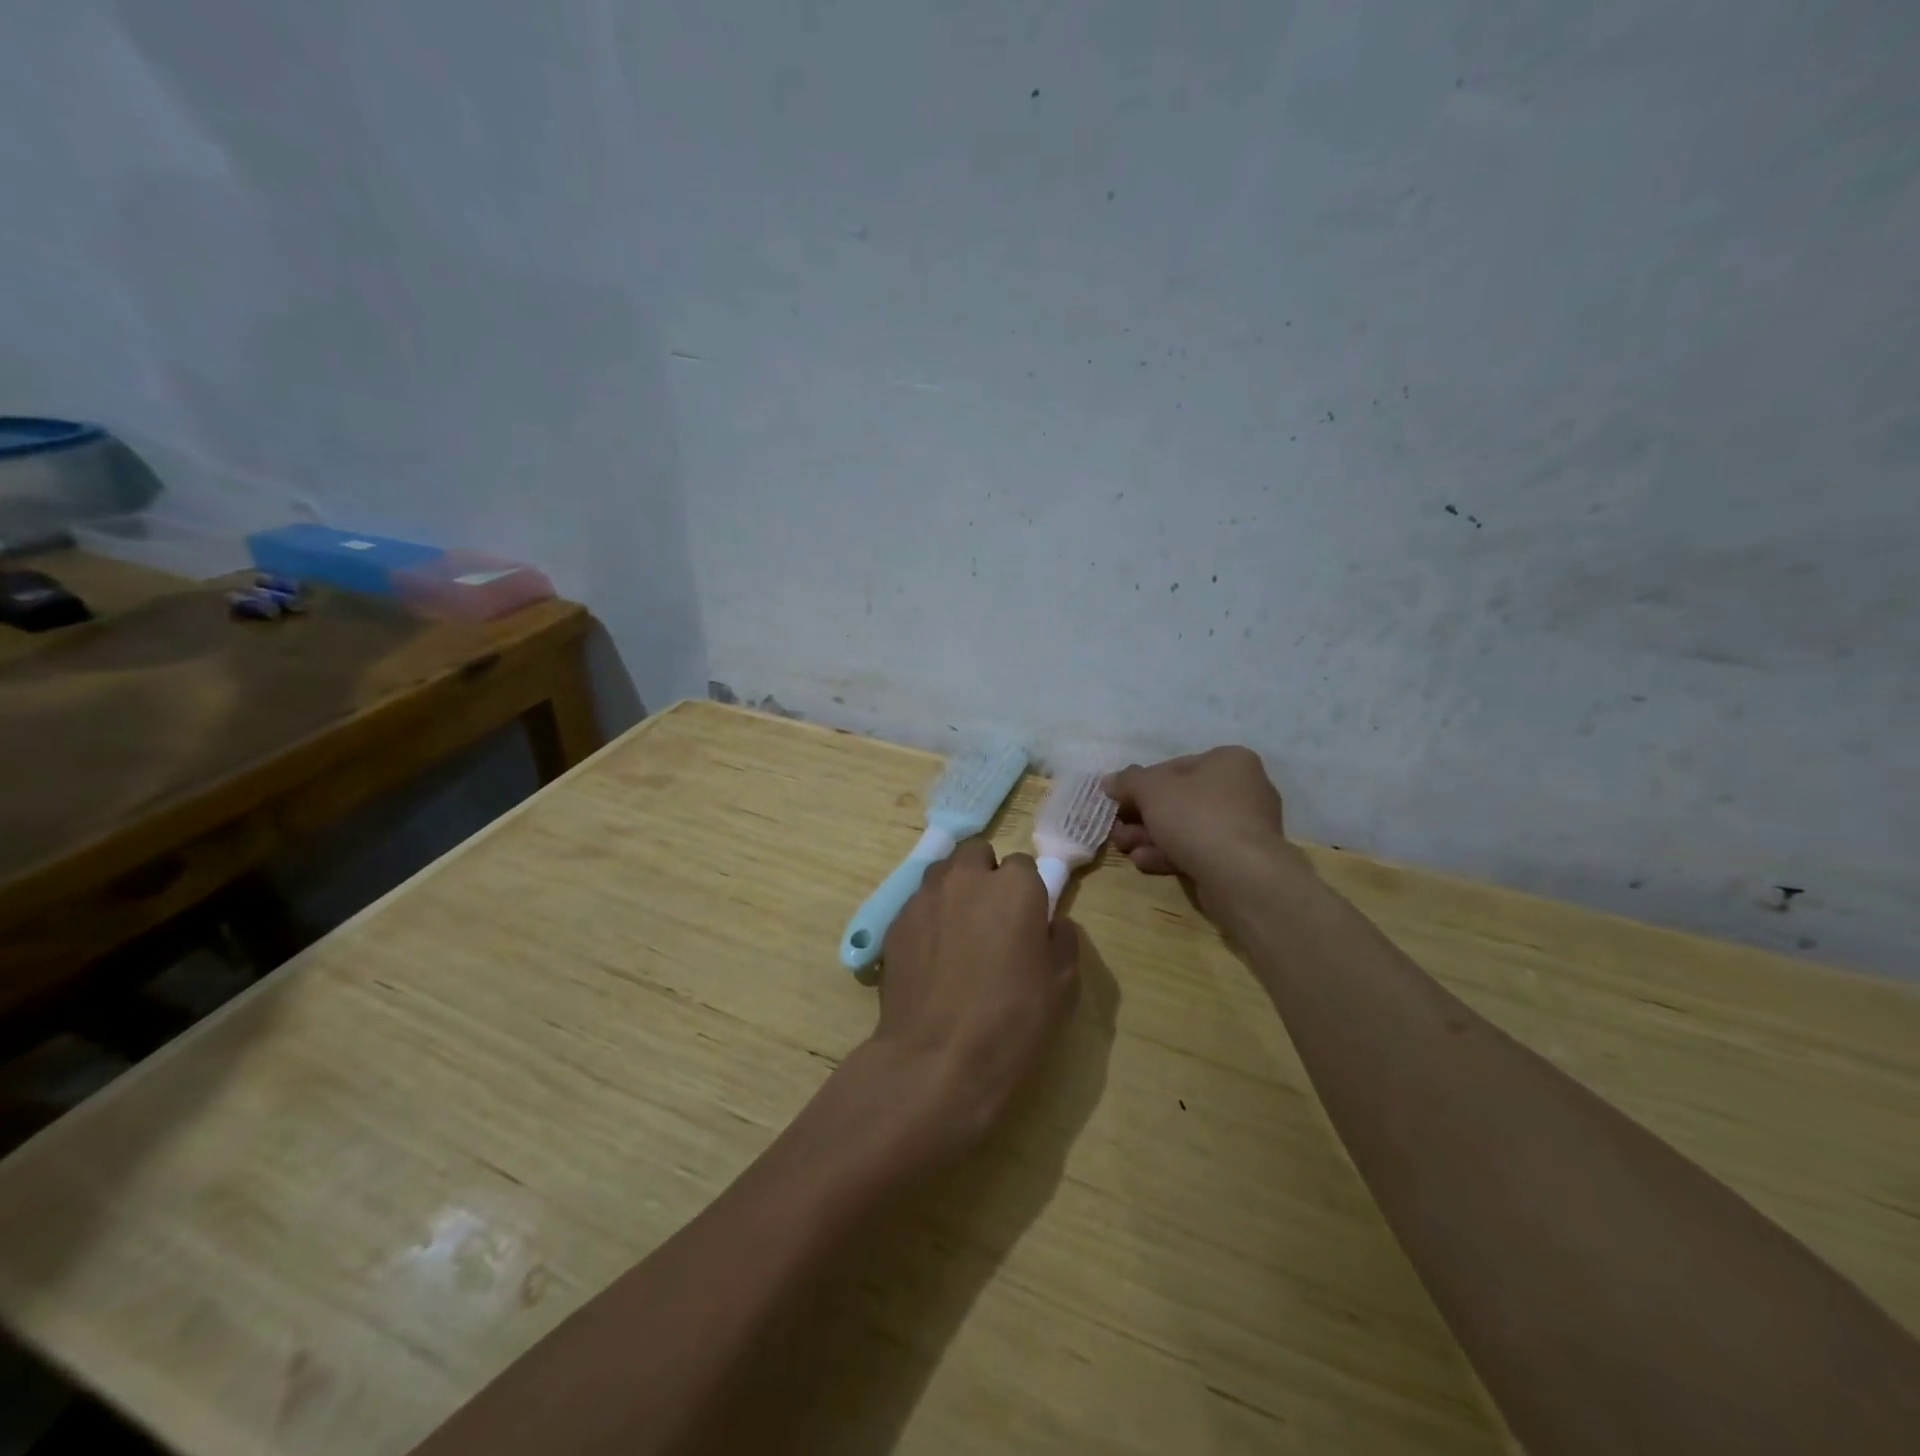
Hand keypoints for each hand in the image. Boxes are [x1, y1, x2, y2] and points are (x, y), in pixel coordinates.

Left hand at [871, 838, 1079, 1147]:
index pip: (1024, 865)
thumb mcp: (1063, 987)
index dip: (1027, 890)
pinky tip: (932, 954)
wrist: (937, 1059)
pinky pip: (918, 903)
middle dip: (986, 874)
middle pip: (977, 854)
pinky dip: (928, 916)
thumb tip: (1051, 923)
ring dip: (955, 888)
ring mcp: (925, 897)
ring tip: (959, 930)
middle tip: (992, 916)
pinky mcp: (895, 922)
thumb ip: (1062, 940)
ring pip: (943, 872)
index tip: (1027, 919)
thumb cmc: (1012, 1023)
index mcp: (1015, 887)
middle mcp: (967, 878)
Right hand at [1105, 747, 1299, 912]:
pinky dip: (1170, 854)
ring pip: (1186, 828)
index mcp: (1229, 761)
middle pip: (1179, 800)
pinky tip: (1143, 862)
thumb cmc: (1196, 817)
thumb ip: (1128, 781)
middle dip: (1142, 816)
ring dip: (1150, 837)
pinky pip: (1199, 850)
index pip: (1174, 767)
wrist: (1241, 875)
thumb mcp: (1151, 789)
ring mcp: (1245, 827)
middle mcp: (1243, 789)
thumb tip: (1110, 781)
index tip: (1119, 801)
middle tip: (1117, 829)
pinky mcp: (1241, 860)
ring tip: (1124, 848)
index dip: (1141, 784)